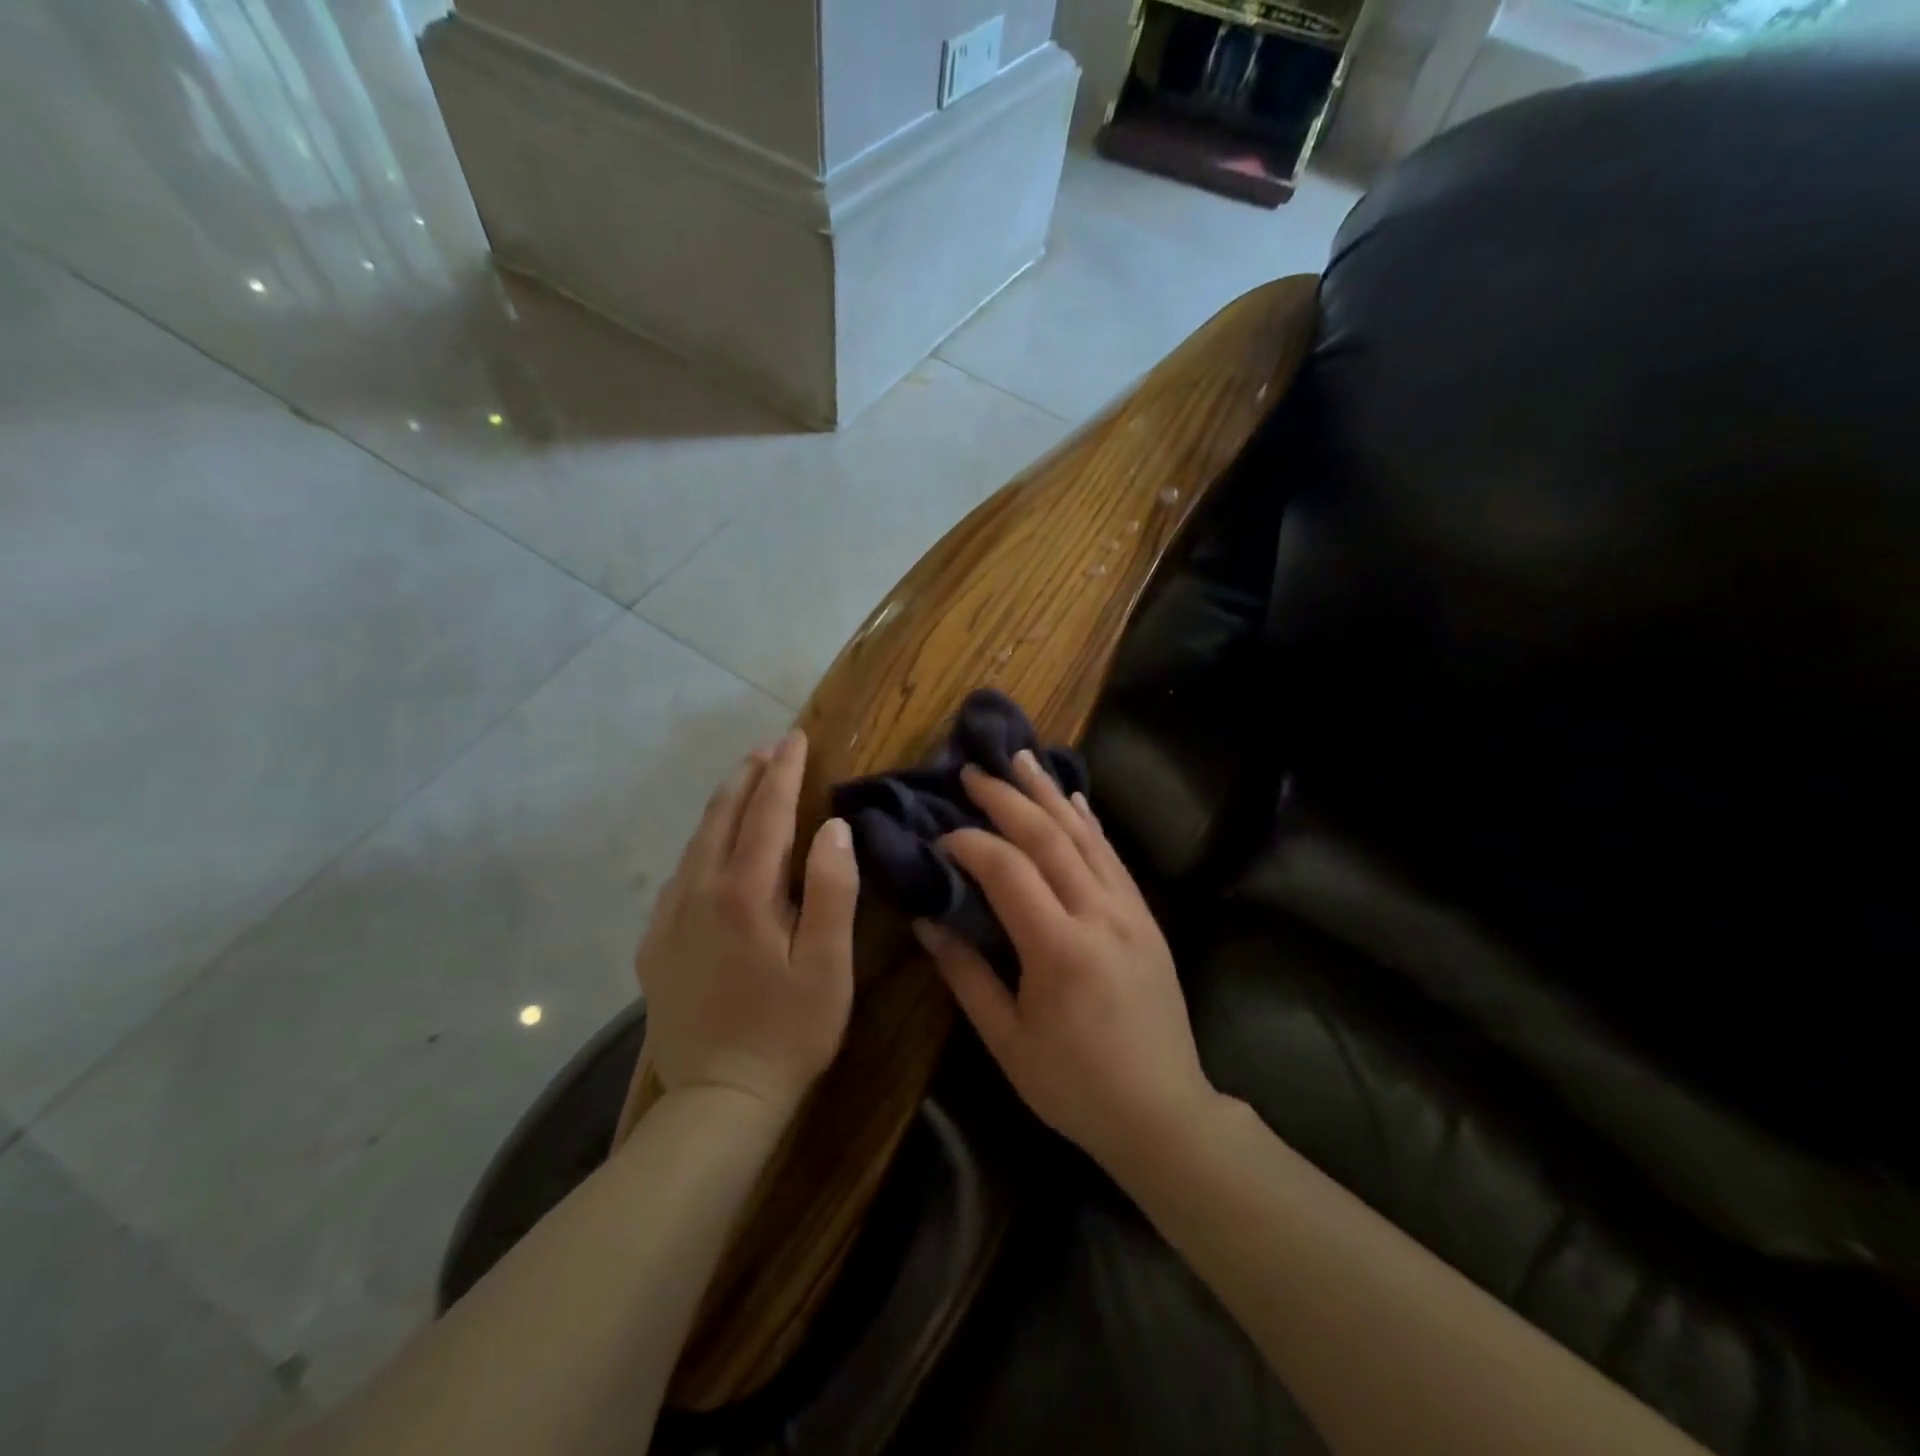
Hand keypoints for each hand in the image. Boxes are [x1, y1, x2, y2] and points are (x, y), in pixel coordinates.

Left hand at [635, 730, 858, 1113]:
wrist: (716, 1100)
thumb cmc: (789, 1031)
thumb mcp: (828, 966)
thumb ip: (833, 891)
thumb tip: (834, 827)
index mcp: (744, 894)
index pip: (766, 813)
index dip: (783, 773)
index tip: (795, 739)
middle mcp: (698, 892)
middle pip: (722, 816)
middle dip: (748, 776)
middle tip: (770, 747)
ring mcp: (669, 918)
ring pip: (696, 842)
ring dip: (724, 804)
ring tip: (746, 781)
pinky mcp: (655, 944)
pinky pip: (680, 874)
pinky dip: (702, 844)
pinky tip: (714, 848)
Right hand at [913, 751, 1217, 1173]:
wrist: (1163, 1113)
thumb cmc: (1074, 1086)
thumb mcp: (1007, 1041)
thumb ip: (965, 975)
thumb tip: (926, 920)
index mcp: (1059, 948)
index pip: (1007, 870)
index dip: (970, 844)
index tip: (940, 836)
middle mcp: (1098, 915)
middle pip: (1049, 837)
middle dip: (1007, 798)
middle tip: (974, 770)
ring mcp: (1129, 912)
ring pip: (1085, 836)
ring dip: (1050, 794)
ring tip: (1022, 758)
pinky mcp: (1146, 918)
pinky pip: (1113, 857)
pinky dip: (1090, 822)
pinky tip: (1074, 799)